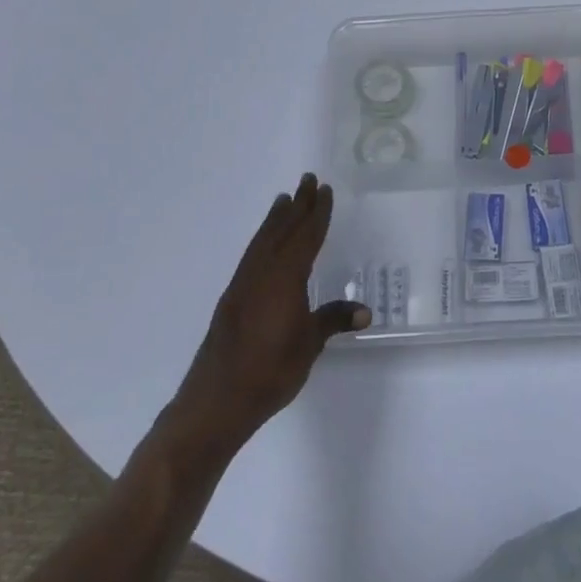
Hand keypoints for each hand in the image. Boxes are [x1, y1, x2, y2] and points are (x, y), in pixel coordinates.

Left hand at [150, 174, 368, 462]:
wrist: (216, 401)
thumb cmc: (270, 371)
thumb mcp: (309, 345)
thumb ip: (332, 321)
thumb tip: (364, 312)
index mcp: (284, 278)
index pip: (305, 237)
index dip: (317, 213)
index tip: (324, 190)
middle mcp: (261, 273)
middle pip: (282, 230)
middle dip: (296, 206)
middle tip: (307, 179)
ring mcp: (242, 285)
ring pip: (262, 241)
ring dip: (276, 219)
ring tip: (284, 200)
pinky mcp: (231, 300)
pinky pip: (251, 256)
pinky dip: (263, 239)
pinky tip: (265, 243)